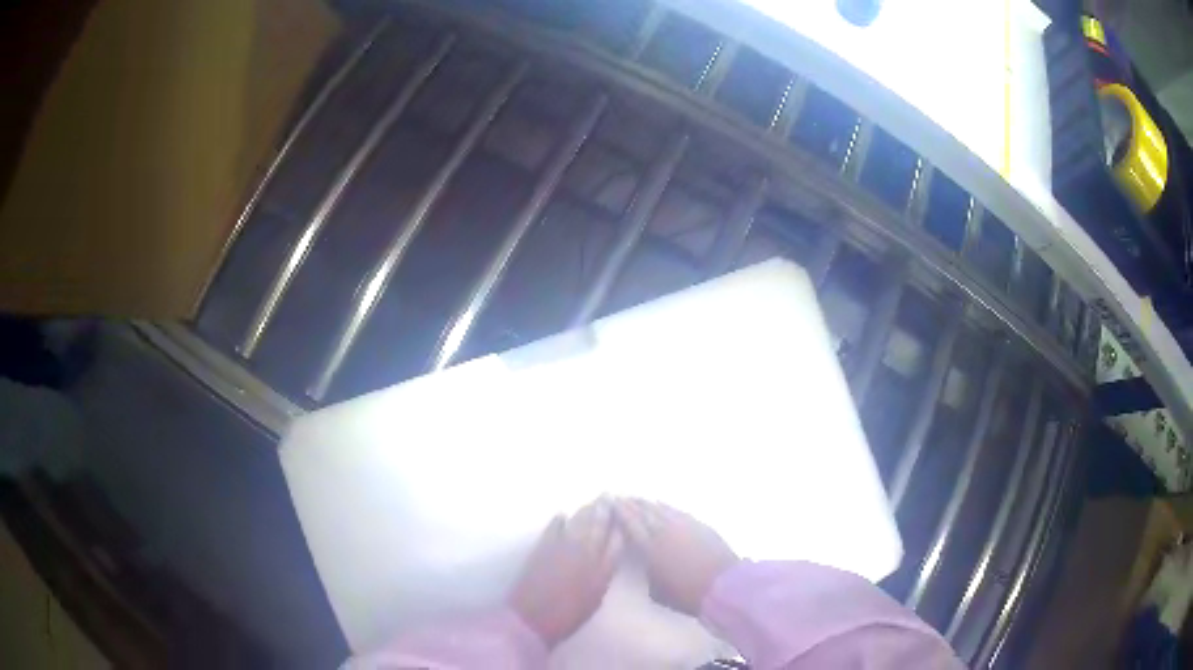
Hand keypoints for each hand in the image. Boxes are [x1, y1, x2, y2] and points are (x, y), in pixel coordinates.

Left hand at [508, 498, 622, 647]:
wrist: (533, 619)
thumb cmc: (569, 616)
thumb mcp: (595, 598)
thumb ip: (603, 575)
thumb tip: (608, 557)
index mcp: (602, 570)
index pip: (617, 540)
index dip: (621, 525)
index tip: (624, 514)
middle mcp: (585, 554)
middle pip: (598, 525)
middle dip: (605, 510)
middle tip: (609, 497)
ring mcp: (562, 547)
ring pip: (578, 522)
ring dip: (586, 511)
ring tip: (593, 502)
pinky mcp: (543, 547)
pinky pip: (553, 527)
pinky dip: (559, 520)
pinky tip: (562, 514)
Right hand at [614, 499, 738, 616]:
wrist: (721, 585)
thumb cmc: (685, 594)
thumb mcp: (656, 590)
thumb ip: (646, 571)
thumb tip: (643, 561)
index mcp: (650, 547)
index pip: (631, 524)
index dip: (620, 512)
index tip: (611, 503)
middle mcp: (664, 531)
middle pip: (644, 512)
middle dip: (631, 504)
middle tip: (620, 497)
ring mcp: (683, 525)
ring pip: (661, 509)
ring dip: (647, 503)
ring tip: (637, 498)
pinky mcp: (699, 525)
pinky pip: (676, 511)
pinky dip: (666, 507)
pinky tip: (661, 504)